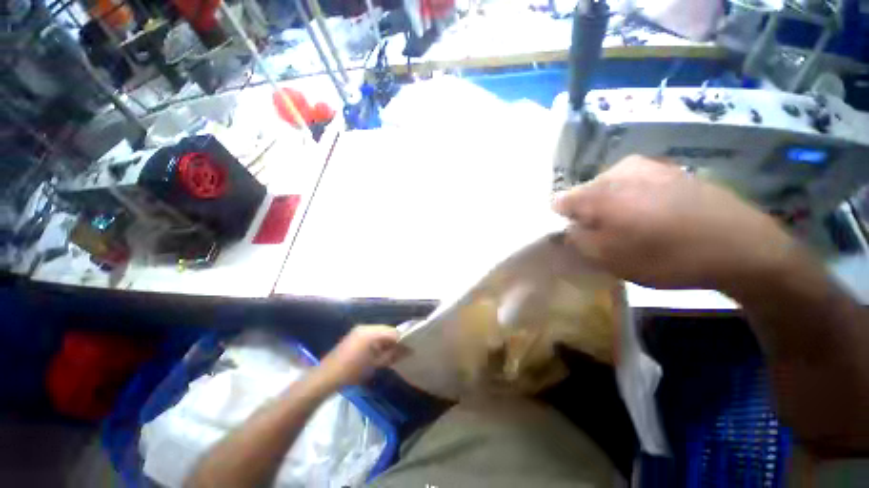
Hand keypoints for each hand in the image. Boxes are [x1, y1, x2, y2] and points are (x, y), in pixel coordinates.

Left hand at [315, 326, 402, 387]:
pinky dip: (378, 342)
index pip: (394, 332)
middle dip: (394, 341)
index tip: (408, 351)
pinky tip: (378, 352)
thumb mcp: (375, 364)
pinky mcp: (354, 335)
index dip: (403, 341)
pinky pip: (372, 334)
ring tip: (390, 354)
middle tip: (400, 354)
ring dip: (386, 341)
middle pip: (387, 330)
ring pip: (380, 332)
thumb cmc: (352, 372)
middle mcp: (366, 327)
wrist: (326, 377)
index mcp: (371, 332)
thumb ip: (393, 355)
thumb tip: (409, 350)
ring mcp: (359, 330)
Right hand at [552, 155, 797, 289]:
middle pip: (585, 193)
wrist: (741, 246)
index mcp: (598, 192)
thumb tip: (566, 228)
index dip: (562, 220)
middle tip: (605, 237)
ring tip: (631, 228)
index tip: (576, 237)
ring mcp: (647, 166)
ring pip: (610, 188)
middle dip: (587, 213)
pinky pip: (635, 184)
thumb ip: (575, 240)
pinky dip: (633, 200)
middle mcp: (618, 171)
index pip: (560, 202)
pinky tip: (653, 217)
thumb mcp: (607, 257)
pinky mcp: (670, 170)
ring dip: (611, 207)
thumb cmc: (665, 256)